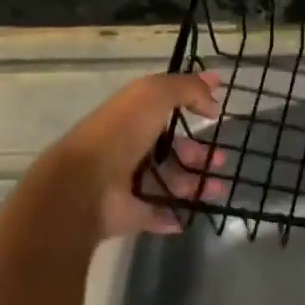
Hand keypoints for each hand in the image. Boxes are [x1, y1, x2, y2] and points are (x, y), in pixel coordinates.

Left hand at [49, 71, 226, 239]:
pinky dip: (174, 216)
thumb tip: (214, 96)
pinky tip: (190, 213)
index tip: (218, 112)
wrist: (84, 185)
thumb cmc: (120, 134)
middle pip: (172, 151)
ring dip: (196, 185)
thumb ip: (187, 88)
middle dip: (199, 155)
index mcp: (132, 119)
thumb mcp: (153, 94)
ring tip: (216, 189)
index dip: (192, 107)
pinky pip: (157, 214)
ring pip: (170, 182)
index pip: (165, 111)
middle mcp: (130, 149)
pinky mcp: (129, 214)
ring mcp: (128, 184)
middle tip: (220, 160)